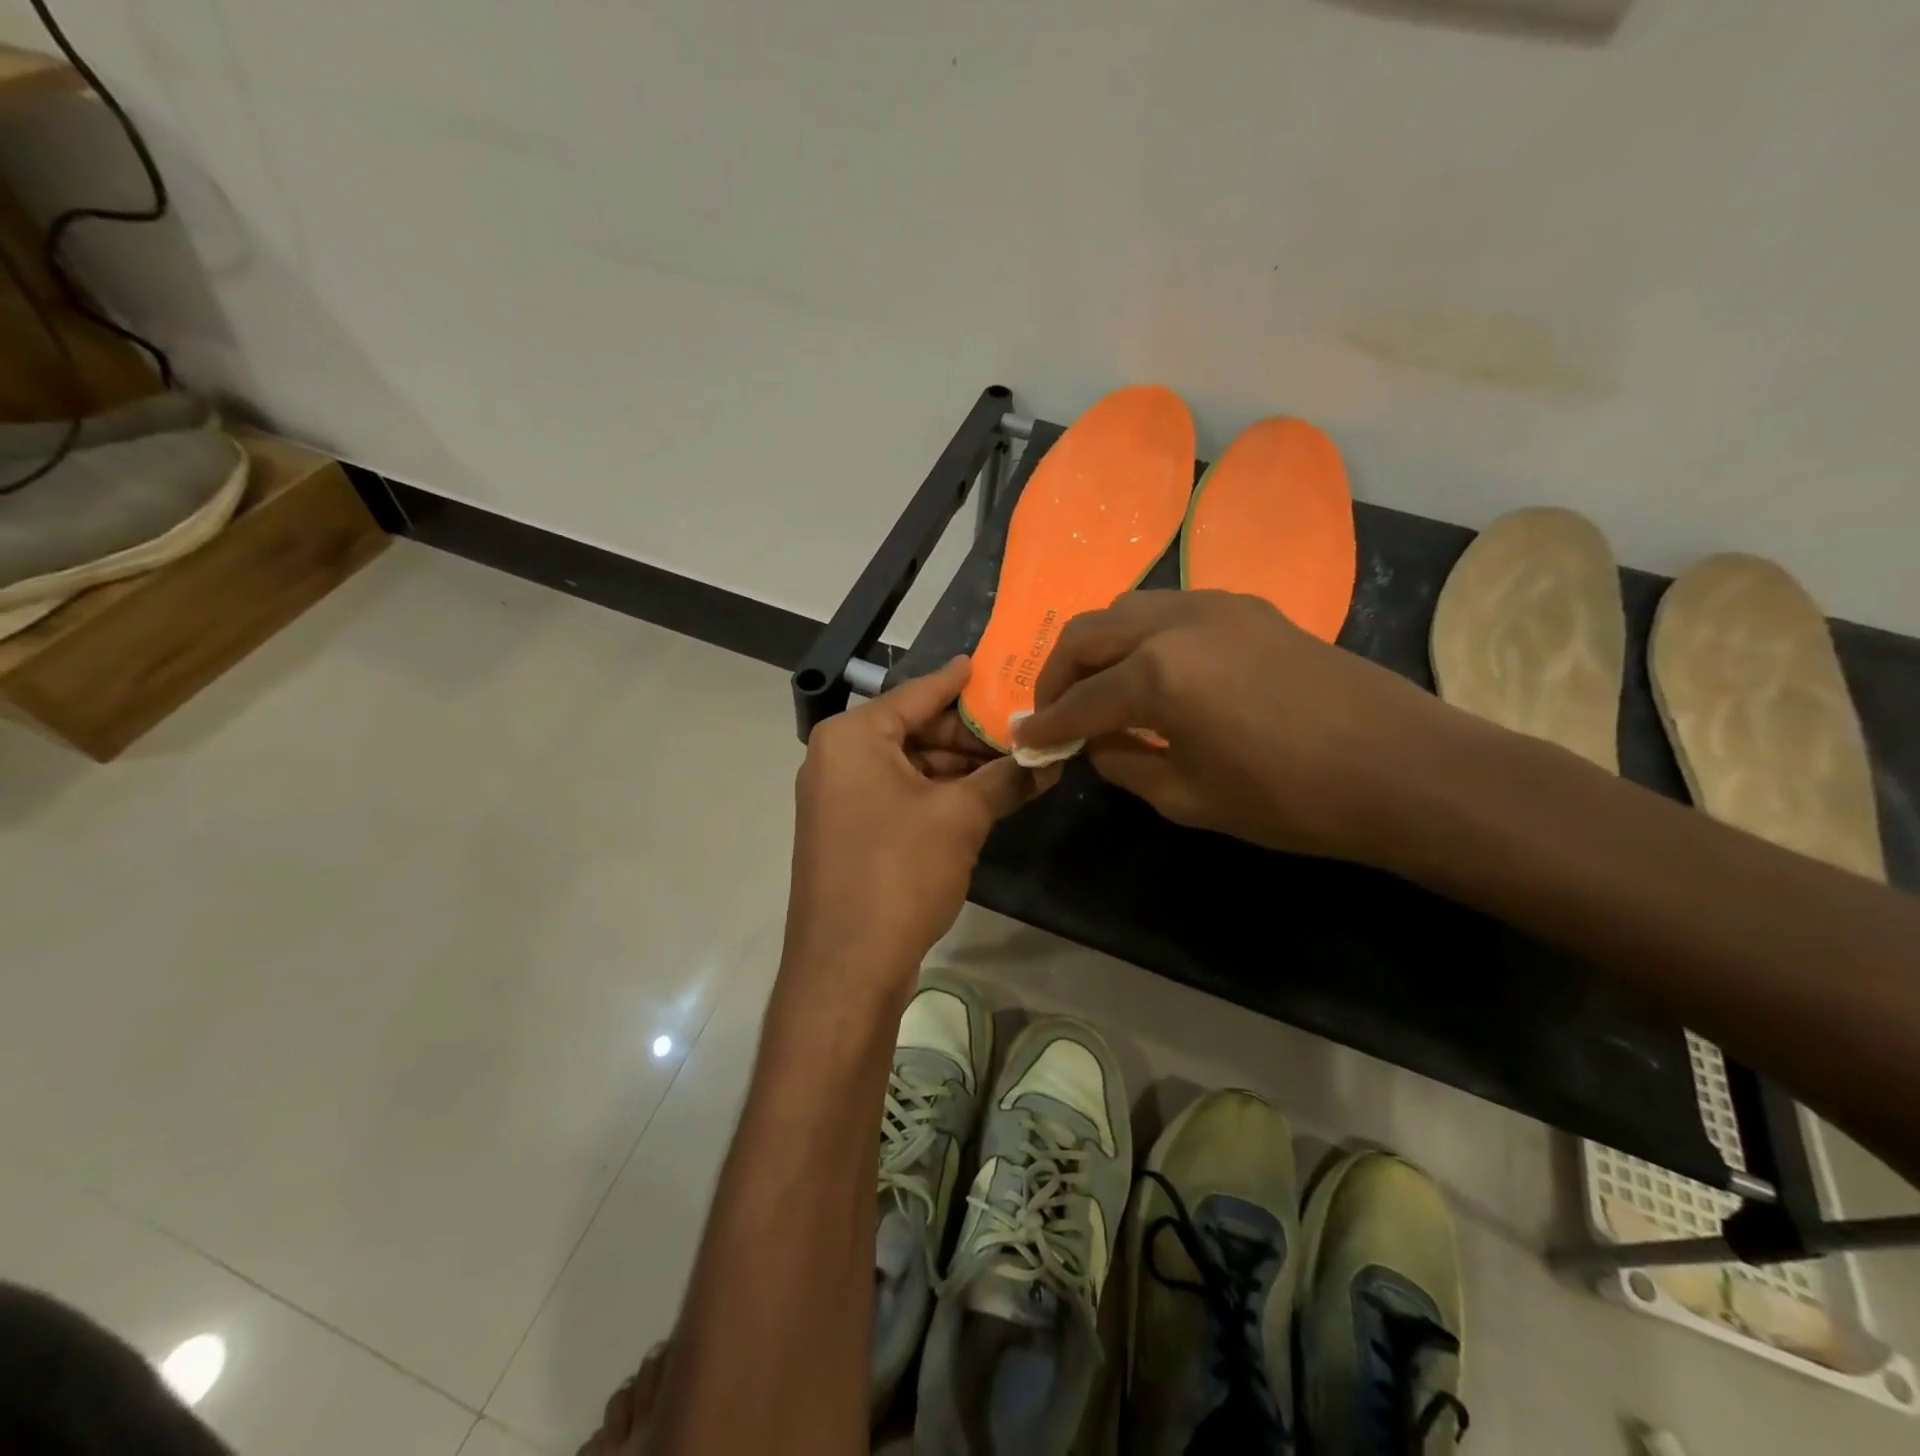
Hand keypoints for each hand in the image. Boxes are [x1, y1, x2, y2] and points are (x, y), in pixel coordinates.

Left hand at [786, 656, 1042, 991]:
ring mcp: (840, 798)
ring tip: (1015, 768)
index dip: (960, 681)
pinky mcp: (849, 834)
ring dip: (960, 770)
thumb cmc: (898, 872)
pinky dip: (939, 796)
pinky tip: (984, 801)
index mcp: (854, 736)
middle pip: (916, 730)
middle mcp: (838, 758)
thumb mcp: (962, 817)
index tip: (994, 666)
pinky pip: (900, 797)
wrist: (846, 967)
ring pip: (911, 767)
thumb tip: (1052, 755)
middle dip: (970, 736)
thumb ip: (1007, 777)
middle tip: (1023, 734)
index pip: (919, 693)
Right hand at [1013, 591, 1458, 859]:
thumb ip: (1125, 763)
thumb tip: (1095, 742)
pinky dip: (1142, 636)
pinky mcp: (1247, 606)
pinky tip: (1155, 671)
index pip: (1079, 701)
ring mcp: (1214, 605)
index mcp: (1156, 676)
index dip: (1047, 725)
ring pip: (1126, 610)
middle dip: (1057, 672)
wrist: (1401, 768)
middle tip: (1053, 709)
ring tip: (1098, 686)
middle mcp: (1175, 623)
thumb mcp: (1189, 797)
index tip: (1025, 740)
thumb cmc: (1289, 798)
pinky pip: (1170, 610)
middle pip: (1087, 633)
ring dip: (1098, 646)